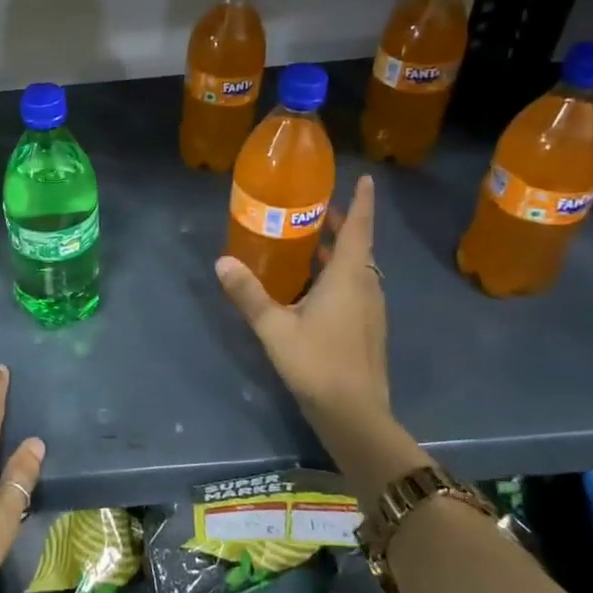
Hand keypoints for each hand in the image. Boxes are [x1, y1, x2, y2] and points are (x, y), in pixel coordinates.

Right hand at [217, 173, 390, 435]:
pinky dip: (338, 276)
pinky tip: (311, 288)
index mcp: (349, 277)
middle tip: (315, 209)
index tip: (366, 178)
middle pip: (359, 247)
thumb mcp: (274, 326)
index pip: (360, 229)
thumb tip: (222, 261)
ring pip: (358, 269)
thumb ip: (248, 293)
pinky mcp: (367, 329)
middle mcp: (366, 286)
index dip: (363, 202)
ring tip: (309, 244)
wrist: (354, 414)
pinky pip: (355, 288)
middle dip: (342, 226)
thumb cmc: (317, 362)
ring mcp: (370, 310)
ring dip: (339, 252)